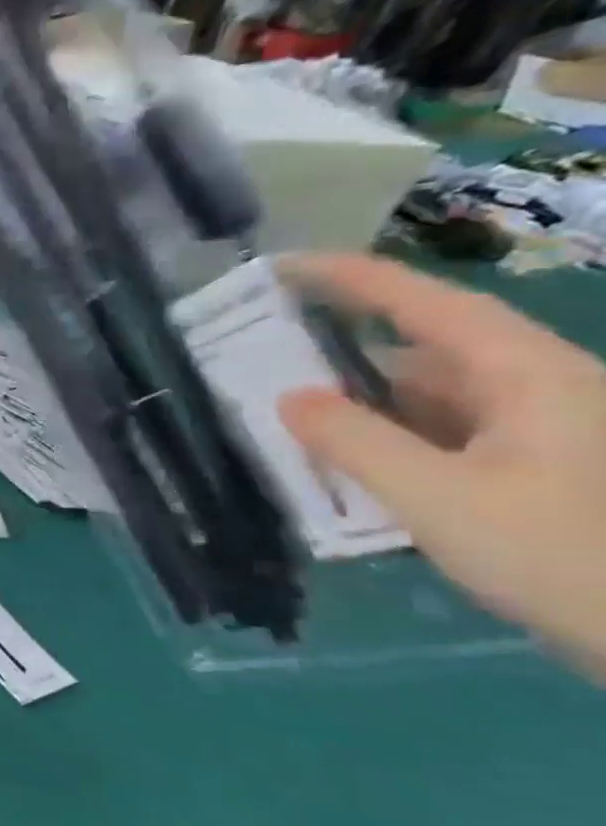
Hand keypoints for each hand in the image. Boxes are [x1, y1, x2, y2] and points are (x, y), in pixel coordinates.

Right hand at [278, 254, 605, 677]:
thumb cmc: (566, 557)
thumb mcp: (440, 500)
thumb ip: (355, 443)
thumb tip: (289, 398)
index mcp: (527, 376)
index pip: (426, 303)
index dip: (351, 278)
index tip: (281, 268)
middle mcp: (536, 390)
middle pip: (420, 352)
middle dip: (338, 353)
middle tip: (260, 357)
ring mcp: (539, 433)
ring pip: (427, 401)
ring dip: (358, 407)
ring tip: (282, 417)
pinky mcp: (535, 472)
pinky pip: (441, 438)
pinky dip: (386, 443)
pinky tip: (342, 467)